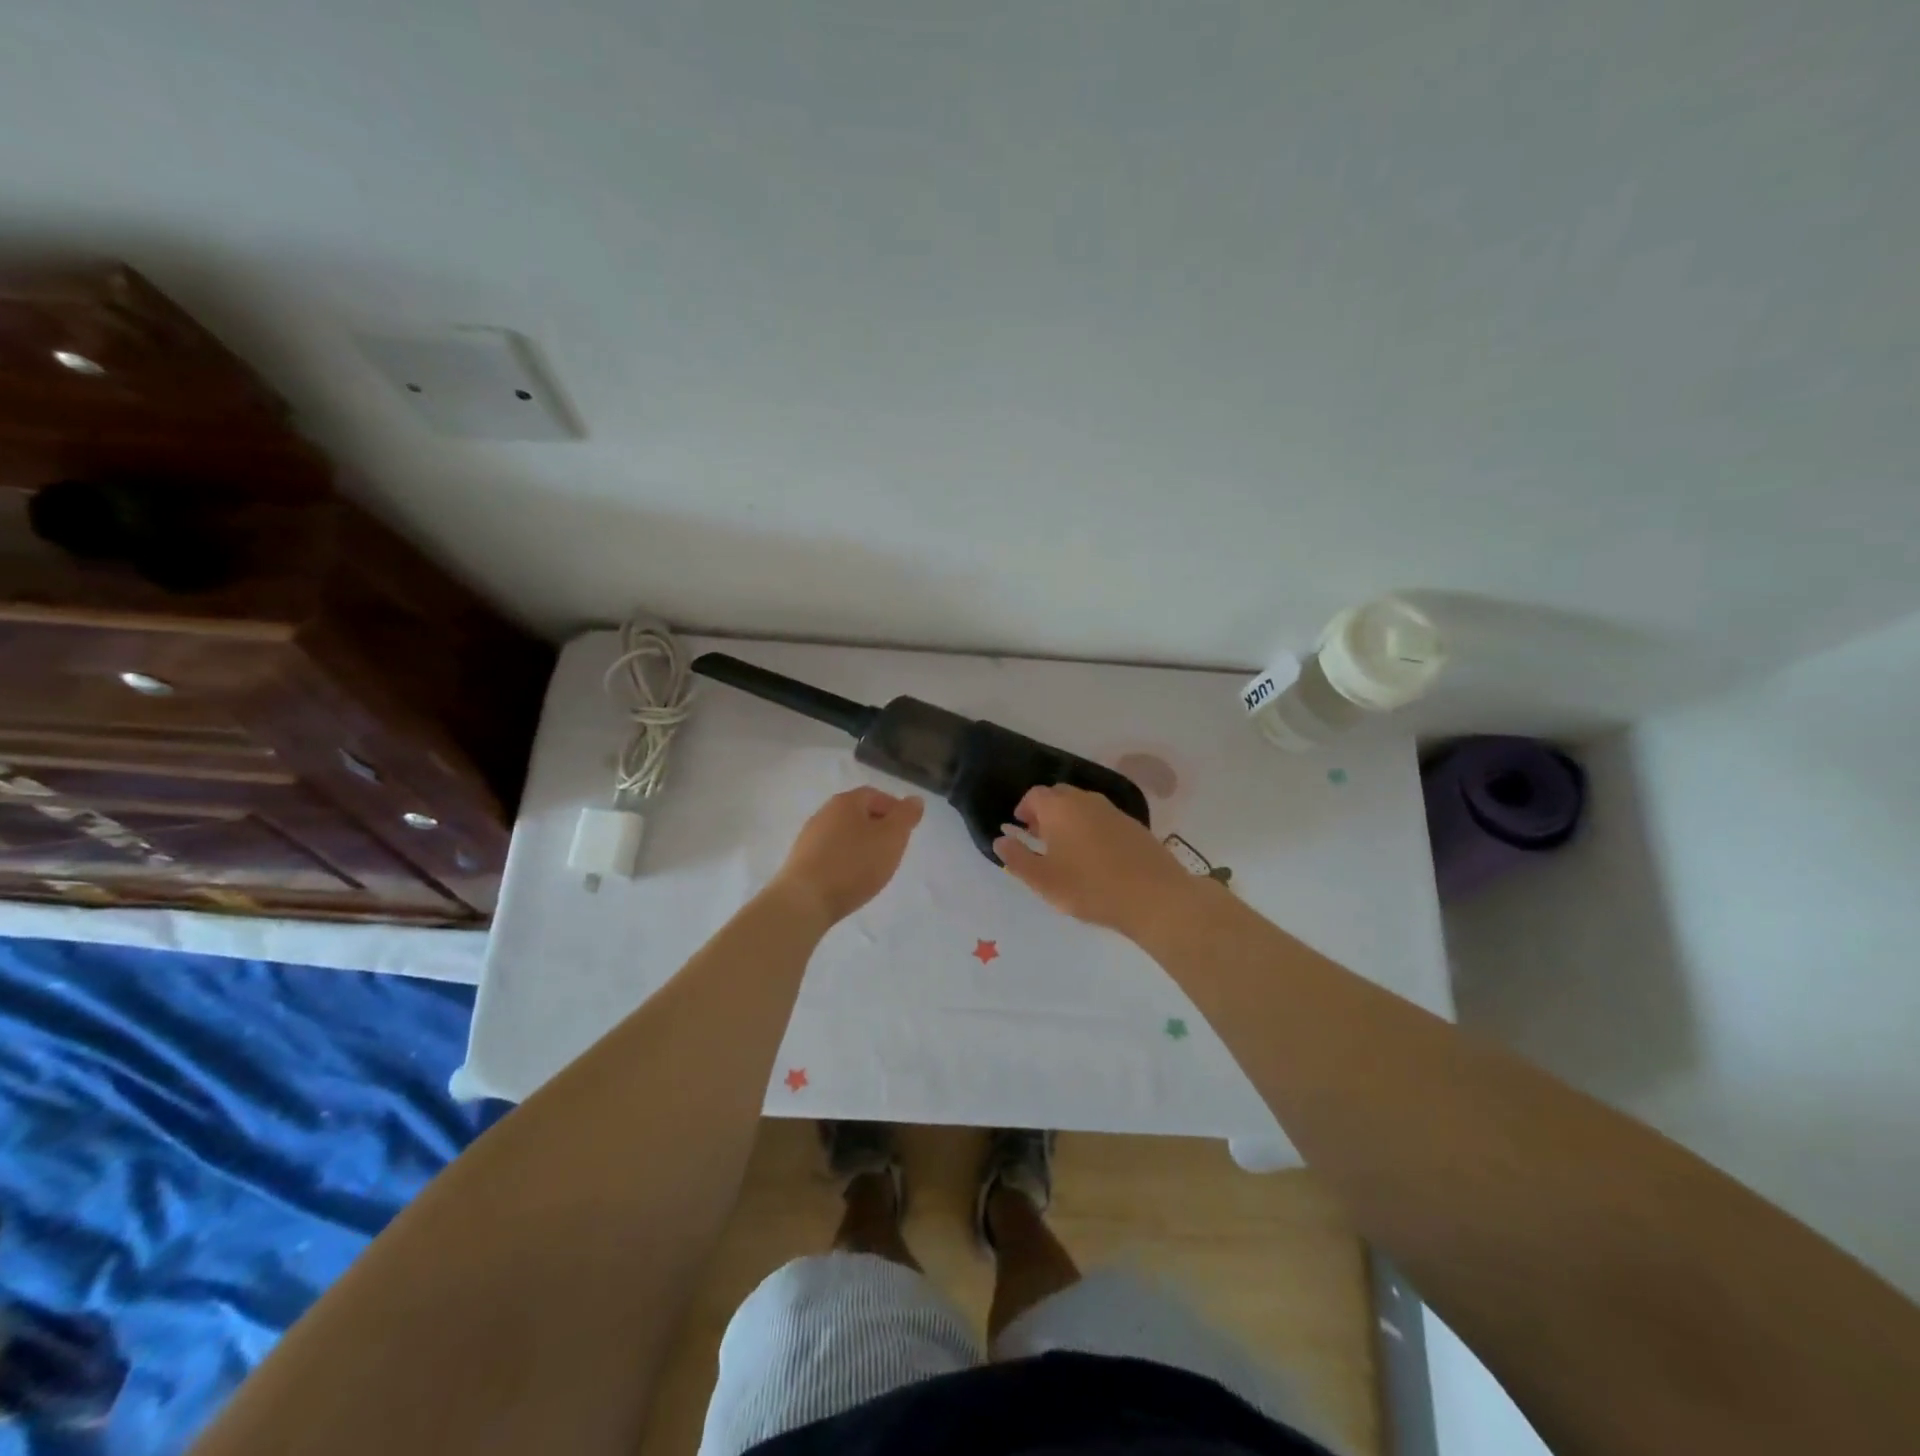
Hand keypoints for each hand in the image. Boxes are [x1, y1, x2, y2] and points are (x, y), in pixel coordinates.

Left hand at [770, 787, 925, 925]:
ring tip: (874, 867)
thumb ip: (906, 816)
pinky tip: (851, 879)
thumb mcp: (891, 838)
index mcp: (846, 802)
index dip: (894, 809)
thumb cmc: (854, 864)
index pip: (875, 795)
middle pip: (858, 814)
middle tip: (894, 849)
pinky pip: (831, 853)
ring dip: (861, 845)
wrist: (804, 900)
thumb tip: (914, 800)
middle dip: (878, 828)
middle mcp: (824, 813)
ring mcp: (809, 837)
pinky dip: (845, 860)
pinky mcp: (801, 860)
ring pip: (844, 834)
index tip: (907, 830)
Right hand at [993, 783, 1199, 936]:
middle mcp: (1086, 800)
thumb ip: (1016, 858)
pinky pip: (1103, 819)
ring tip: (1067, 850)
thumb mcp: (1043, 880)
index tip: (1021, 829)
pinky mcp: (1134, 825)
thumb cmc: (1089, 887)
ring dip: (1070, 820)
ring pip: (1083, 806)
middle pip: (1059, 796)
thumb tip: (1000, 840)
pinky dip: (1092, 829)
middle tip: (1041, 839)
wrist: (1154, 897)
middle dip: (1046, 812)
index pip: (1034, 795)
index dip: (1024, 810)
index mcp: (1060, 807)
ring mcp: (1113, 811)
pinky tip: (1096, 857)